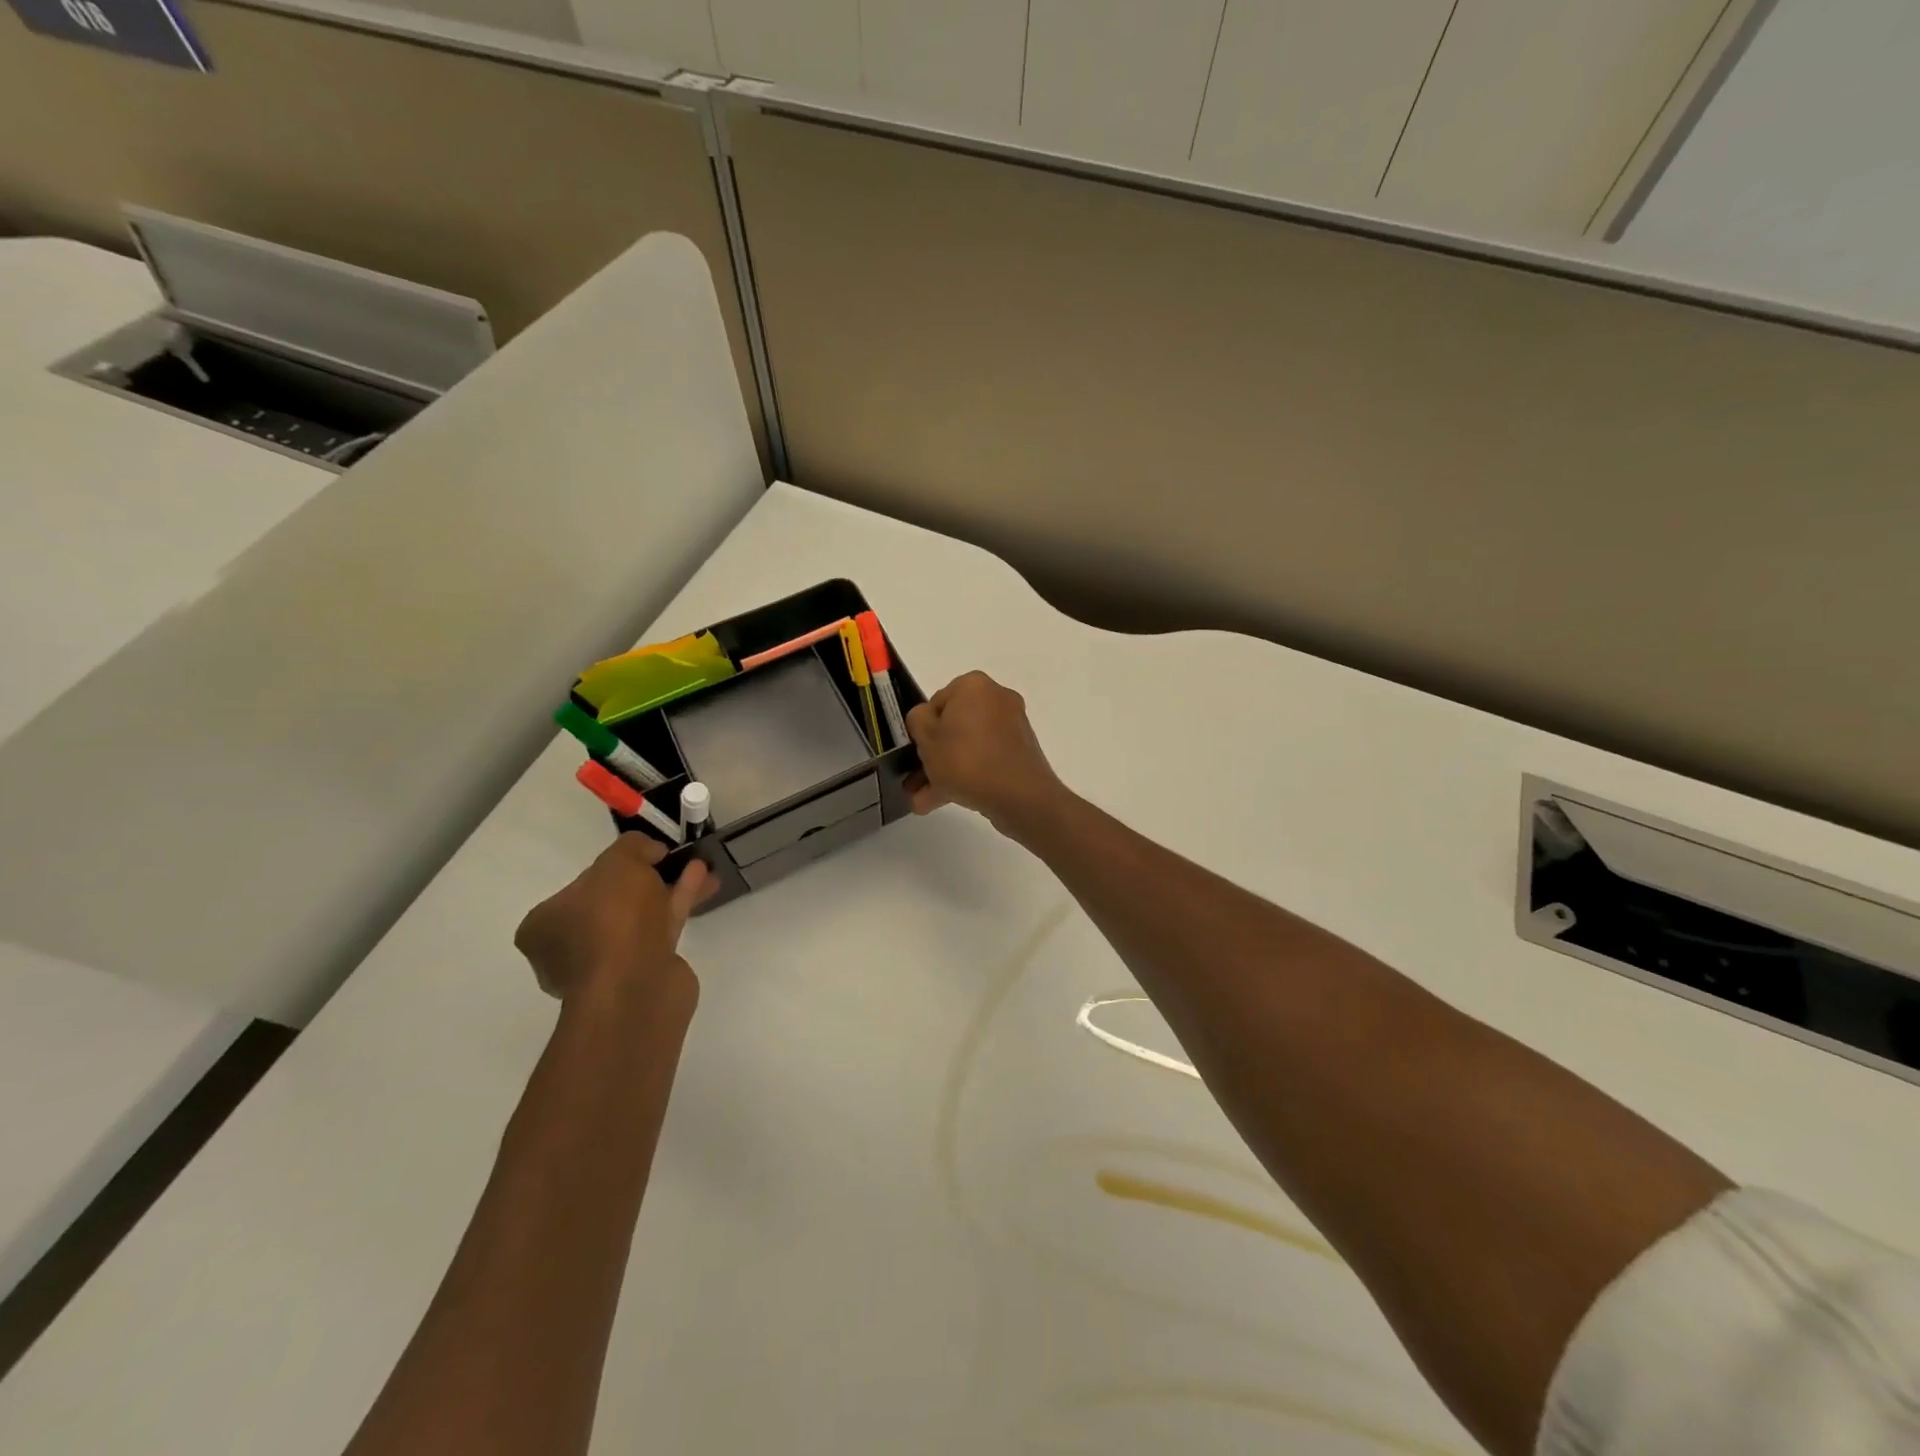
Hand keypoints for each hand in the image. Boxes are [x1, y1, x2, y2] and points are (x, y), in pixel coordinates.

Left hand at [515, 834, 714, 1004]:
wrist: (636, 988)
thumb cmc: (612, 920)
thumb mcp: (619, 863)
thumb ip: (633, 847)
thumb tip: (650, 852)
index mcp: (545, 924)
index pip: (577, 887)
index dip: (612, 866)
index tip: (644, 853)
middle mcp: (569, 947)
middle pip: (613, 902)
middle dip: (646, 878)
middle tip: (671, 858)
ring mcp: (607, 965)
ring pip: (641, 916)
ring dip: (669, 888)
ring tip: (698, 864)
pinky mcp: (641, 973)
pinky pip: (660, 930)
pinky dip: (678, 904)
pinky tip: (702, 882)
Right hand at [905, 671, 1066, 834]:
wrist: (1019, 796)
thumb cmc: (966, 760)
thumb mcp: (926, 737)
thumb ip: (917, 719)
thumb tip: (927, 719)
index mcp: (973, 685)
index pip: (936, 703)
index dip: (922, 730)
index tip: (917, 753)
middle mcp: (996, 698)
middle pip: (953, 727)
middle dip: (931, 757)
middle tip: (913, 782)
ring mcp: (1011, 727)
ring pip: (967, 747)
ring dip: (942, 772)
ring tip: (921, 802)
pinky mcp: (1019, 752)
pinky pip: (984, 759)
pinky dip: (965, 776)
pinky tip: (941, 801)